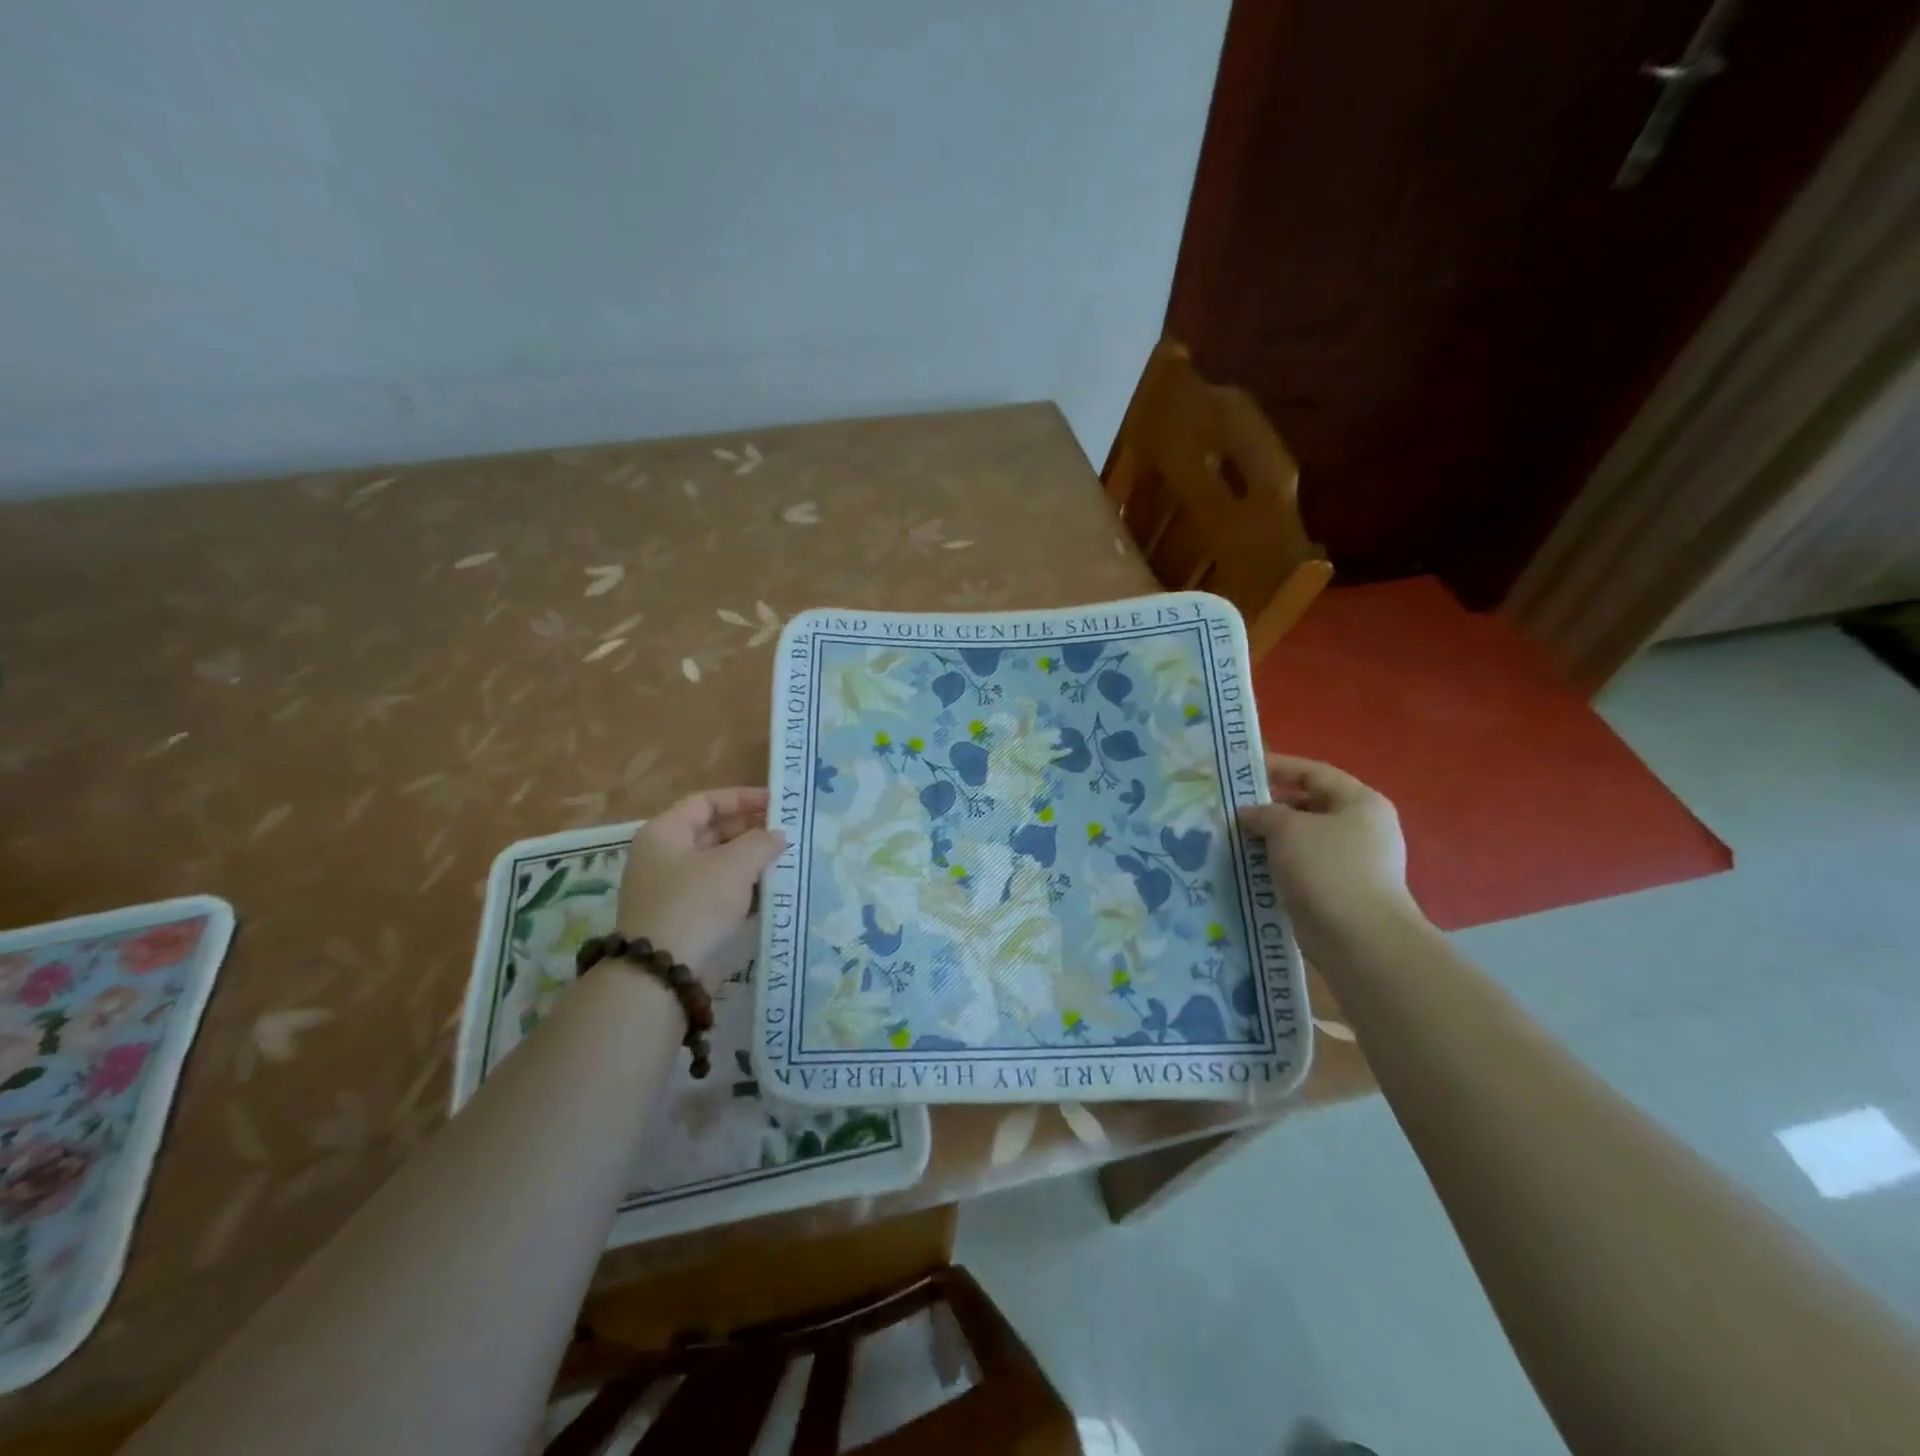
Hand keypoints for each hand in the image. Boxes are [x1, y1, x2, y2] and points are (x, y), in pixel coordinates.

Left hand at [616, 787, 785, 983]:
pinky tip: (770, 893)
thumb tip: (777, 835)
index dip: (743, 798)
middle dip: (750, 831)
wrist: (661, 974)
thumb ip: (760, 843)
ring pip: (717, 864)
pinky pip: (716, 892)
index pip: (707, 802)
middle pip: (712, 832)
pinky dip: (742, 889)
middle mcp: (663, 856)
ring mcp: (670, 889)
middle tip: (786, 834)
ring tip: (785, 861)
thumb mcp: (733, 866)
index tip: (777, 804)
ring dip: (750, 862)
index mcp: (665, 833)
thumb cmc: (695, 905)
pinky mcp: (682, 918)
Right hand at [1239, 754, 1418, 957]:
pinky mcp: (1342, 891)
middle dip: (1271, 807)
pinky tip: (1252, 868)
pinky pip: (1304, 867)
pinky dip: (1279, 864)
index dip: (1279, 767)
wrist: (1360, 939)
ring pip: (1304, 840)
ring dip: (1271, 838)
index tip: (1244, 771)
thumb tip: (1248, 814)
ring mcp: (1355, 862)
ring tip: (1236, 839)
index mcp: (1360, 802)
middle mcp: (1363, 828)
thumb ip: (1264, 813)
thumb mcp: (1287, 829)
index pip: (1314, 773)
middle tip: (1234, 810)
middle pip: (1310, 806)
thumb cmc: (1327, 869)